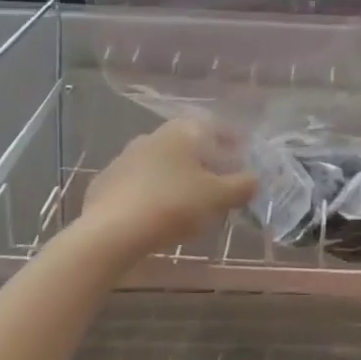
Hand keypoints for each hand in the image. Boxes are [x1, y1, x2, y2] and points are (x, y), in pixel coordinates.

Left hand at [78, 116, 257, 257]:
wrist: (109, 232)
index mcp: (184, 131)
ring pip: (162, 163)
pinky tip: (157, 215)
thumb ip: (241, 186)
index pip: (215, 127)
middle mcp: (155, 135)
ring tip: (189, 203)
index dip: (233, 142)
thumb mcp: (217, 197)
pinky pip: (139, 183)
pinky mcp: (106, 182)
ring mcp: (126, 157)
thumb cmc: (172, 205)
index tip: (243, 158)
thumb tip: (254, 178)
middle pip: (189, 144)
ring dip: (178, 176)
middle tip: (219, 183)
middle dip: (205, 161)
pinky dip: (153, 193)